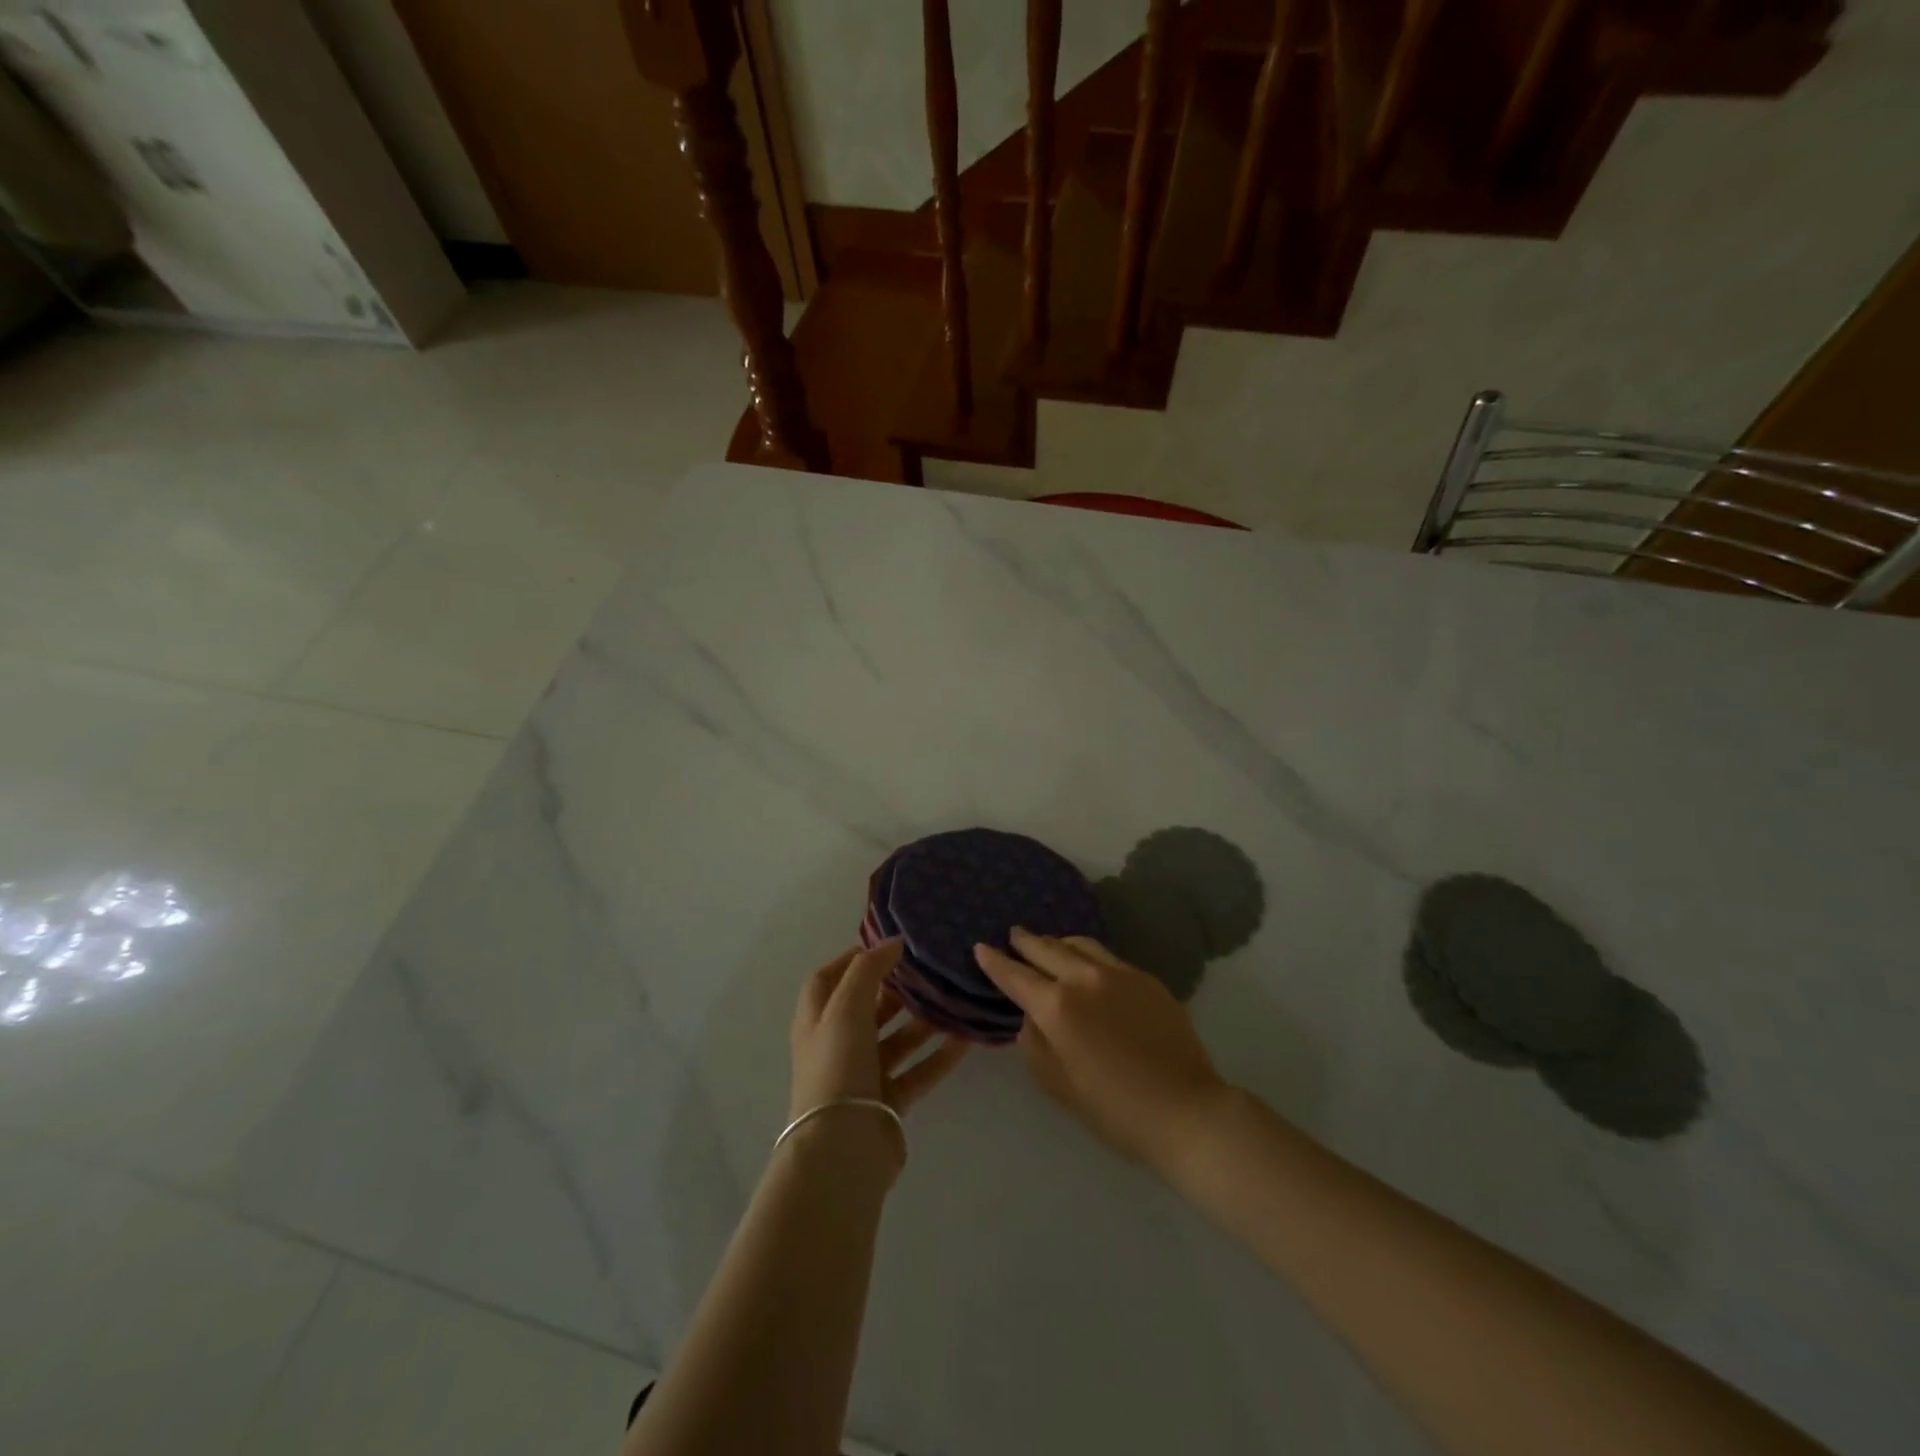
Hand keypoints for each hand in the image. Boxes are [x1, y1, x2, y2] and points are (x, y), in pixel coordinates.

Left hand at [791, 939, 969, 1123]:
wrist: (841, 1148)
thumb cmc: (837, 1066)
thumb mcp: (846, 1006)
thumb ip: (868, 969)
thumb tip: (892, 942)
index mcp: (817, 1020)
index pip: (828, 980)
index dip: (852, 960)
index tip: (886, 946)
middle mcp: (837, 1045)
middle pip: (867, 1009)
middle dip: (896, 990)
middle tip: (928, 972)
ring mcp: (862, 1076)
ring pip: (897, 1040)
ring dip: (923, 1021)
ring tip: (954, 1001)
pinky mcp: (888, 1102)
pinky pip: (918, 1071)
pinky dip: (939, 1056)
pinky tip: (966, 1039)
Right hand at [975, 928, 1229, 1170]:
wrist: (1186, 1110)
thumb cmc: (1115, 1110)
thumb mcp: (1059, 1085)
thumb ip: (1035, 1045)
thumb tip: (1031, 1019)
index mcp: (1058, 1007)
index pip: (1016, 975)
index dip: (994, 961)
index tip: (981, 947)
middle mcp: (1085, 978)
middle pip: (1047, 948)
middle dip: (1025, 942)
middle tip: (1013, 935)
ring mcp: (1119, 973)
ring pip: (1079, 944)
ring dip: (1057, 942)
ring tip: (1049, 945)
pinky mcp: (1146, 978)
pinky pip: (1107, 957)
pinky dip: (1087, 954)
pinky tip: (1088, 964)